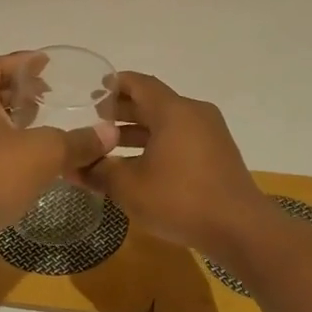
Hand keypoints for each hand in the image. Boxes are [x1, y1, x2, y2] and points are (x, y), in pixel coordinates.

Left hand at [0, 52, 116, 250]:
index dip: (19, 61)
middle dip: (18, 92)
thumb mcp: (46, 152)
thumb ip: (79, 141)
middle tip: (48, 96)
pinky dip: (6, 149)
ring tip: (42, 128)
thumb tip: (110, 133)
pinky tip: (29, 163)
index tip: (44, 63)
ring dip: (12, 121)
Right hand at [81, 73, 272, 255]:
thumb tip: (72, 167)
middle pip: (153, 103)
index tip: (90, 93)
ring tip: (109, 147)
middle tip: (92, 123)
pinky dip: (158, 145)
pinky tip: (139, 167)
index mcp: (173, 110)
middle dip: (122, 112)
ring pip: (167, 123)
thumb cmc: (180, 200)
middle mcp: (194, 113)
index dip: (113, 86)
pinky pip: (181, 139)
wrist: (239, 228)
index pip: (138, 83)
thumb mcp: (129, 187)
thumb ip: (98, 172)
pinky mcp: (218, 154)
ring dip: (139, 132)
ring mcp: (210, 133)